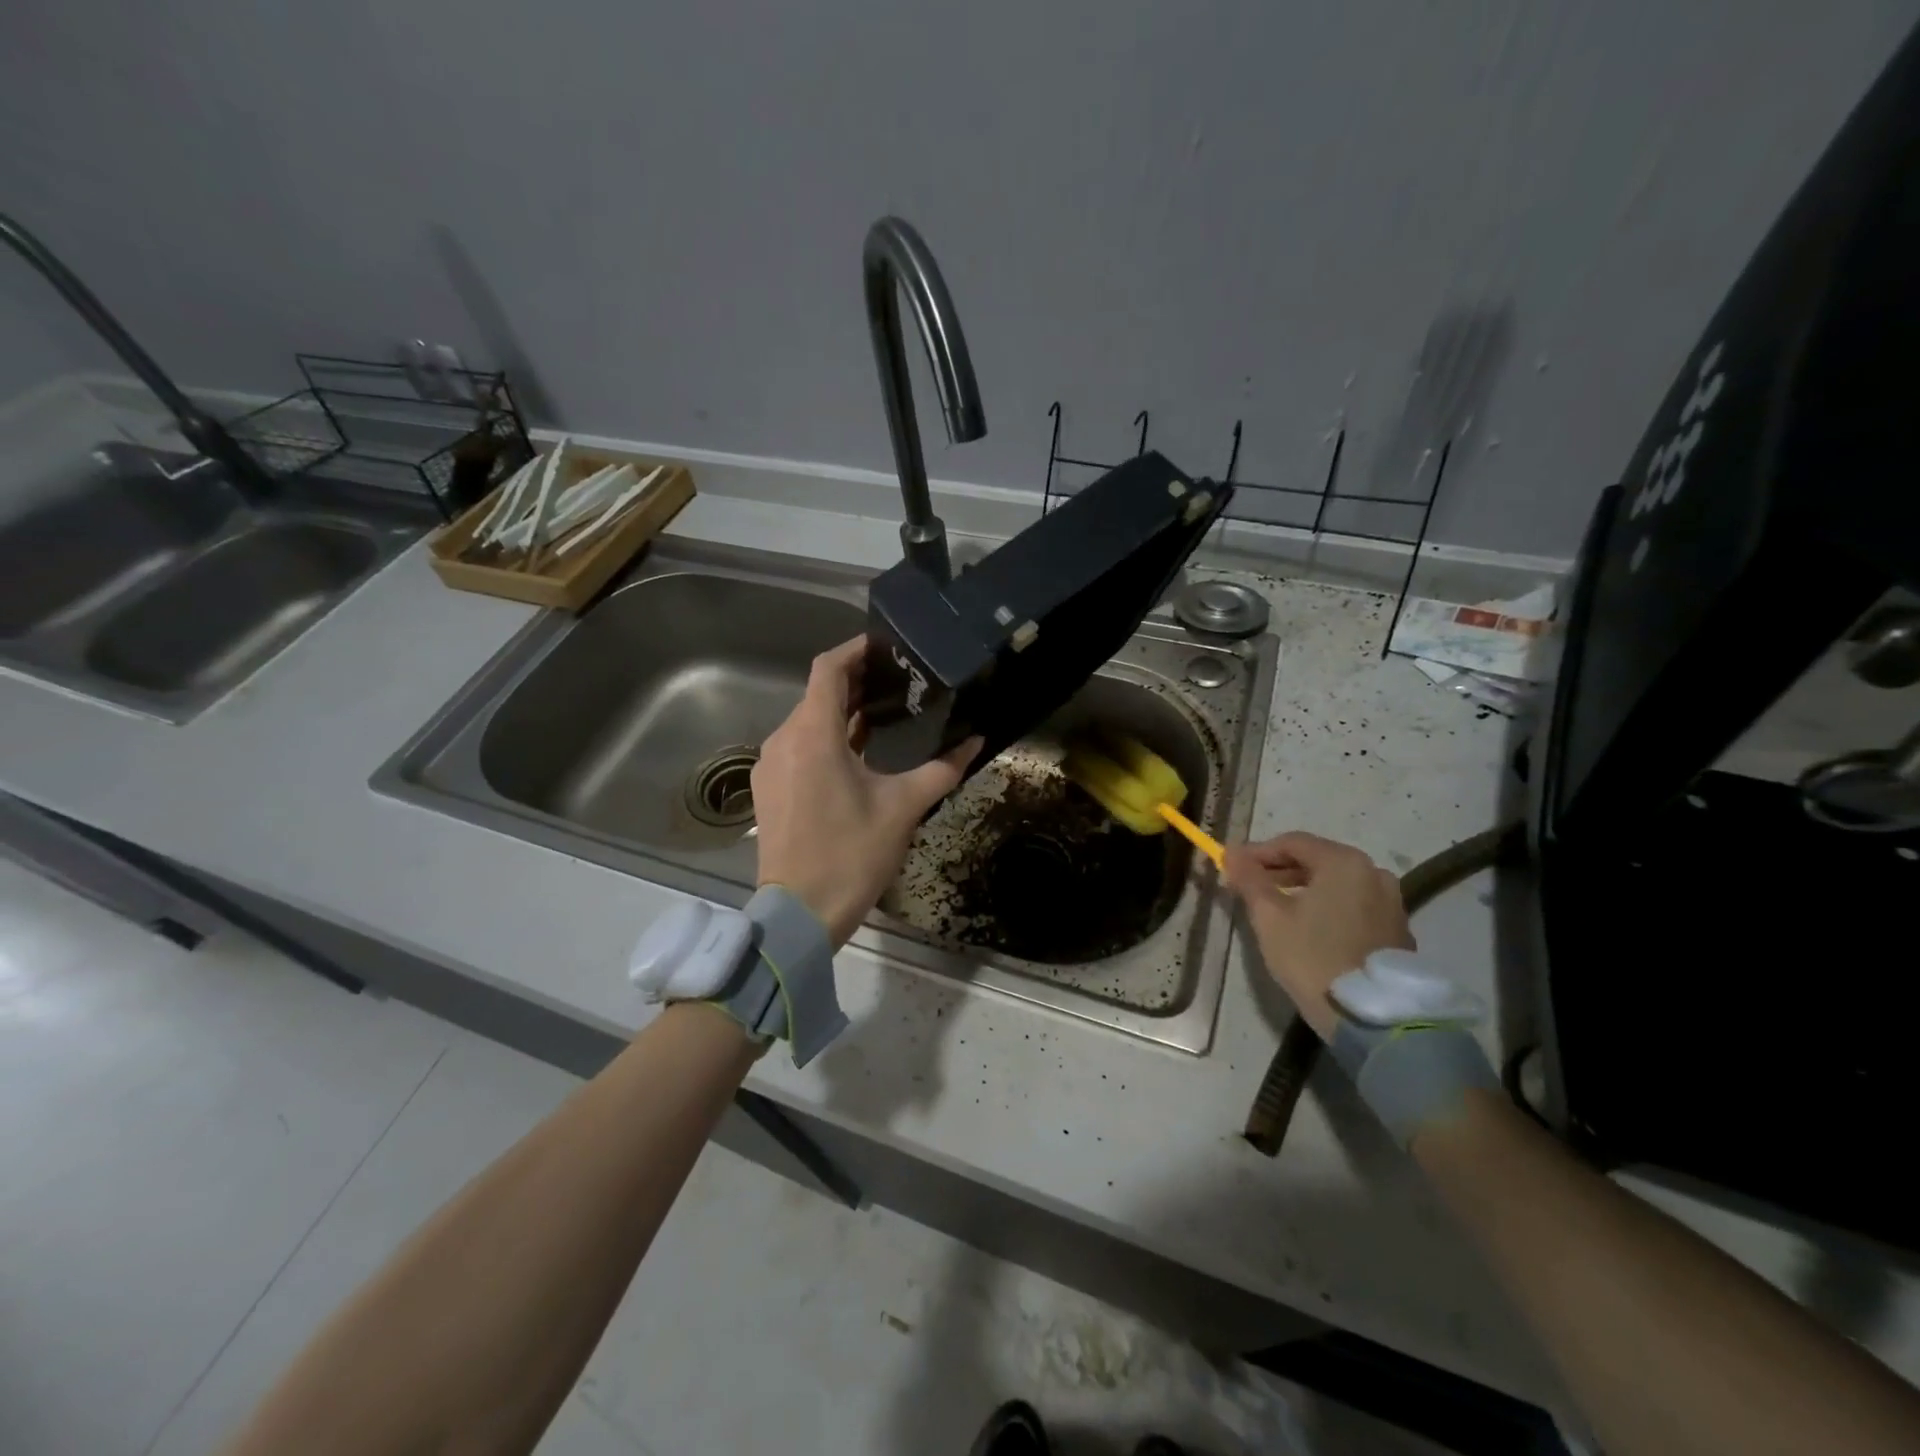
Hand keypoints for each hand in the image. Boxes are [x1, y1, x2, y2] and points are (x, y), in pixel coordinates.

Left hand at [751, 638, 981, 945]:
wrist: (799, 914)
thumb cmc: (851, 854)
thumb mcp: (903, 808)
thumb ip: (941, 769)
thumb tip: (975, 741)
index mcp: (812, 733)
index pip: (828, 668)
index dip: (856, 650)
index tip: (886, 645)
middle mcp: (783, 740)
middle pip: (817, 694)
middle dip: (855, 683)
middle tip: (899, 681)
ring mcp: (770, 766)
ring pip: (806, 722)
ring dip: (841, 714)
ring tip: (885, 715)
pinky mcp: (768, 790)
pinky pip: (797, 748)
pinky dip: (825, 740)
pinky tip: (856, 755)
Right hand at [1222, 832, 1412, 1038]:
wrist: (1371, 1017)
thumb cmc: (1312, 957)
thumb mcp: (1269, 916)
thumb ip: (1249, 879)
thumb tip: (1230, 852)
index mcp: (1344, 862)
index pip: (1292, 842)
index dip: (1257, 852)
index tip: (1231, 867)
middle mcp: (1374, 872)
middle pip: (1317, 860)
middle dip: (1279, 870)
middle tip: (1249, 887)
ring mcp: (1391, 902)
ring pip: (1336, 884)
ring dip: (1303, 889)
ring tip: (1274, 909)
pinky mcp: (1397, 930)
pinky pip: (1353, 904)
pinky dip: (1327, 907)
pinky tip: (1307, 927)